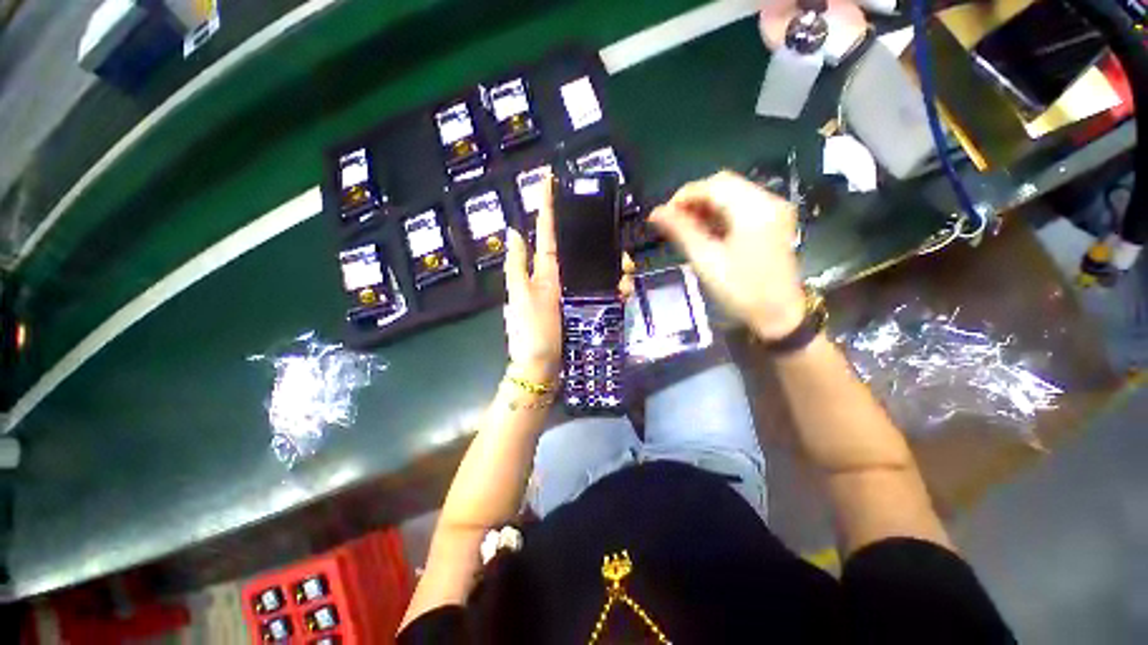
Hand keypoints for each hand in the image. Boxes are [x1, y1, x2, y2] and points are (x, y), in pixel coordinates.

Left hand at [504, 180, 634, 381]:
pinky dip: (619, 288)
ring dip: (617, 265)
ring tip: (628, 270)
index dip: (547, 206)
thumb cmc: (531, 333)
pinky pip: (608, 292)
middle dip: (600, 240)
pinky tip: (626, 290)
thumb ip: (517, 266)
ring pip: (601, 268)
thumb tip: (512, 231)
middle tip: (617, 242)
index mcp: (544, 271)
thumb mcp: (519, 298)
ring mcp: (578, 293)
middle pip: (582, 248)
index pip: (547, 233)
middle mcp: (563, 278)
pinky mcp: (591, 308)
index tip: (549, 178)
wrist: (543, 368)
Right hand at [650, 171, 805, 340]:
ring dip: (706, 206)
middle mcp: (769, 200)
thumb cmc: (740, 290)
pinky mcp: (774, 221)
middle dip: (695, 199)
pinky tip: (707, 230)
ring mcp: (775, 210)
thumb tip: (655, 212)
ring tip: (686, 228)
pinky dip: (721, 213)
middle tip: (674, 222)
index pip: (714, 185)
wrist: (778, 315)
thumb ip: (681, 231)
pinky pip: (742, 205)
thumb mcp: (706, 260)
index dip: (684, 196)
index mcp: (754, 209)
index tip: (664, 215)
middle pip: (724, 184)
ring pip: (733, 193)